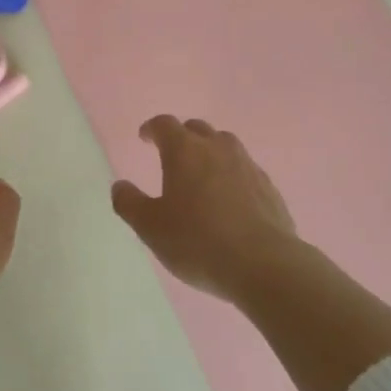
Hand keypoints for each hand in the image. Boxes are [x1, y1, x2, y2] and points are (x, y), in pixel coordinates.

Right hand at [112, 116, 299, 302]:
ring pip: (226, 145)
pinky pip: (246, 171)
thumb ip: (130, 203)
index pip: (165, 125)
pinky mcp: (270, 188)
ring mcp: (247, 166)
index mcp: (184, 151)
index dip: (152, 128)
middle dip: (182, 136)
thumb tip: (120, 186)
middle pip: (197, 129)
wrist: (264, 265)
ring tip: (203, 174)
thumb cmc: (198, 242)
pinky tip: (231, 199)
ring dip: (211, 152)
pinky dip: (233, 176)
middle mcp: (217, 148)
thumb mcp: (151, 227)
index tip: (145, 137)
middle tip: (173, 154)